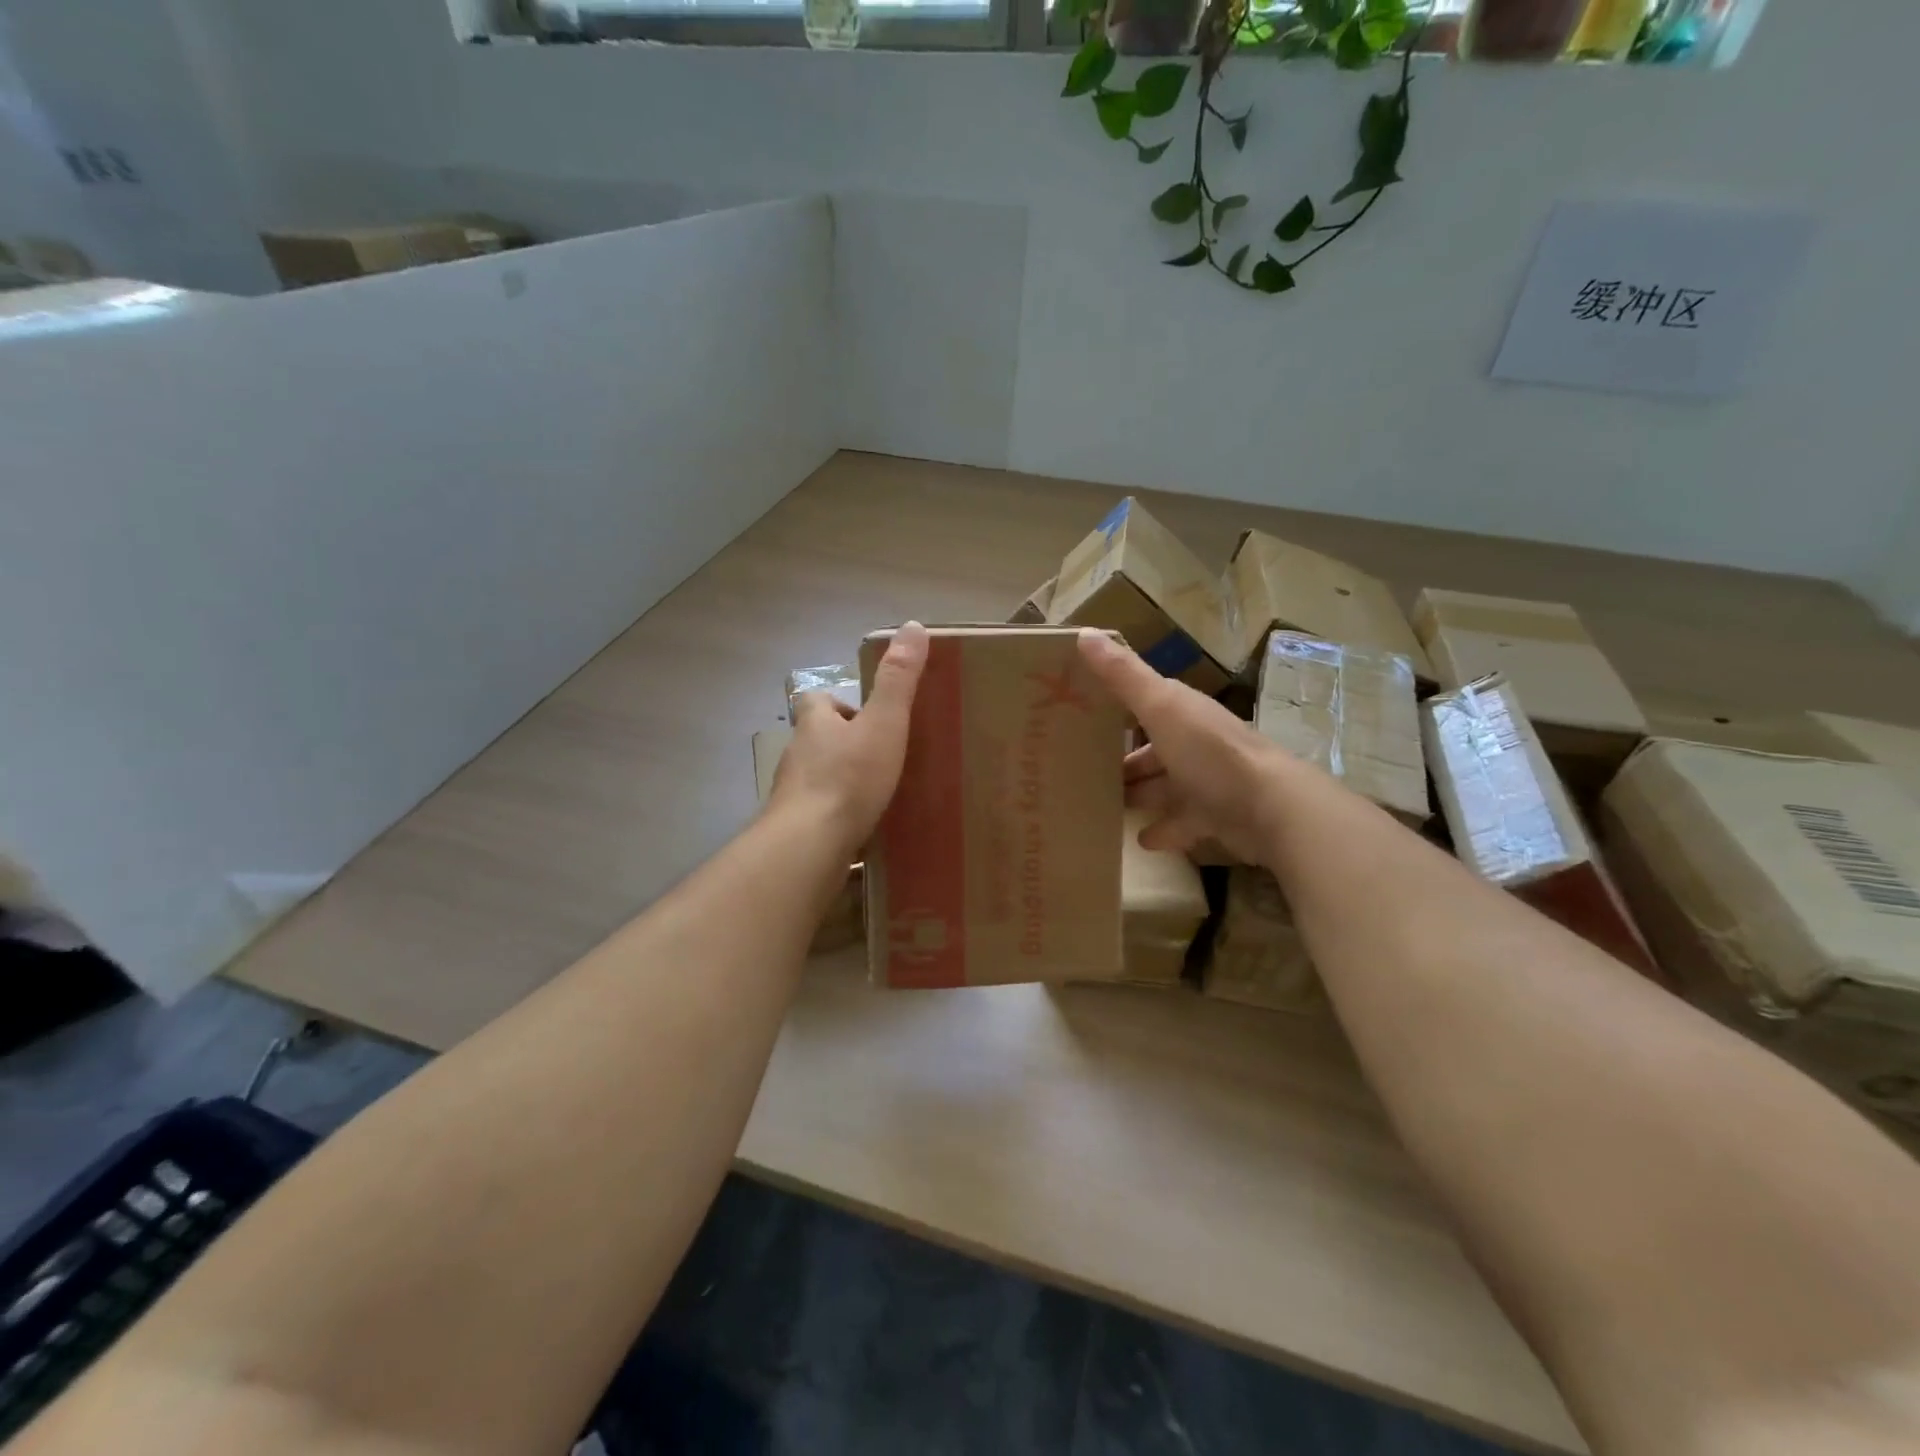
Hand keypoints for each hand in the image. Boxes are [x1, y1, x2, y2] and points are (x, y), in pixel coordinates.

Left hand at [771, 622, 928, 860]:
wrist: (810, 845)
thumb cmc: (848, 778)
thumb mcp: (884, 724)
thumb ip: (898, 680)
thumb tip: (912, 625)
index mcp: (814, 724)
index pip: (817, 701)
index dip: (838, 704)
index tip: (865, 716)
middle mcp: (797, 755)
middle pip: (816, 741)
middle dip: (842, 745)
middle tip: (879, 757)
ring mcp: (792, 795)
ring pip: (817, 778)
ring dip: (840, 781)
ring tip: (877, 794)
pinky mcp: (796, 830)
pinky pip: (819, 815)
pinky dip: (837, 816)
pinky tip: (862, 829)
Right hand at [1077, 628, 1297, 864]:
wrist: (1269, 809)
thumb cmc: (1209, 752)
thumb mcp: (1160, 707)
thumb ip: (1123, 675)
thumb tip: (1084, 633)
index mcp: (1182, 713)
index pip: (1145, 704)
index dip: (1116, 708)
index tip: (1081, 716)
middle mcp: (1194, 744)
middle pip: (1152, 751)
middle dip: (1125, 761)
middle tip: (1086, 771)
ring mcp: (1206, 783)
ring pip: (1164, 787)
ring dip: (1139, 794)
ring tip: (1105, 804)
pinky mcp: (1214, 818)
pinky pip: (1182, 824)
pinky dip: (1162, 830)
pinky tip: (1141, 839)